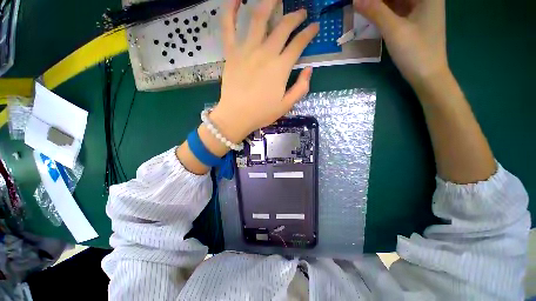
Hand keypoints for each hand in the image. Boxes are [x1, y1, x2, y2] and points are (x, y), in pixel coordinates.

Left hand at [210, 0, 318, 142]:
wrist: (236, 116)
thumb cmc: (262, 113)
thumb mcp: (286, 105)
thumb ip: (301, 88)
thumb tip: (309, 70)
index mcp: (280, 68)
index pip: (299, 44)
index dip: (309, 33)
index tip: (315, 27)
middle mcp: (266, 53)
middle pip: (283, 26)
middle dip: (295, 16)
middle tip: (301, 12)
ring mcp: (246, 50)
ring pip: (258, 17)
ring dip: (269, 2)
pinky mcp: (231, 52)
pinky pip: (228, 26)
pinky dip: (230, 9)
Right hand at [354, 0, 448, 87]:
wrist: (427, 76)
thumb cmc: (415, 52)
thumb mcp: (394, 30)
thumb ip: (375, 12)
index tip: (363, 2)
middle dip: (378, 0)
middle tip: (361, 5)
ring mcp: (420, 9)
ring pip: (397, 0)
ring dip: (379, 4)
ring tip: (363, 8)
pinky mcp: (414, 21)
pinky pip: (397, 9)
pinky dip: (384, 11)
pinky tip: (372, 15)